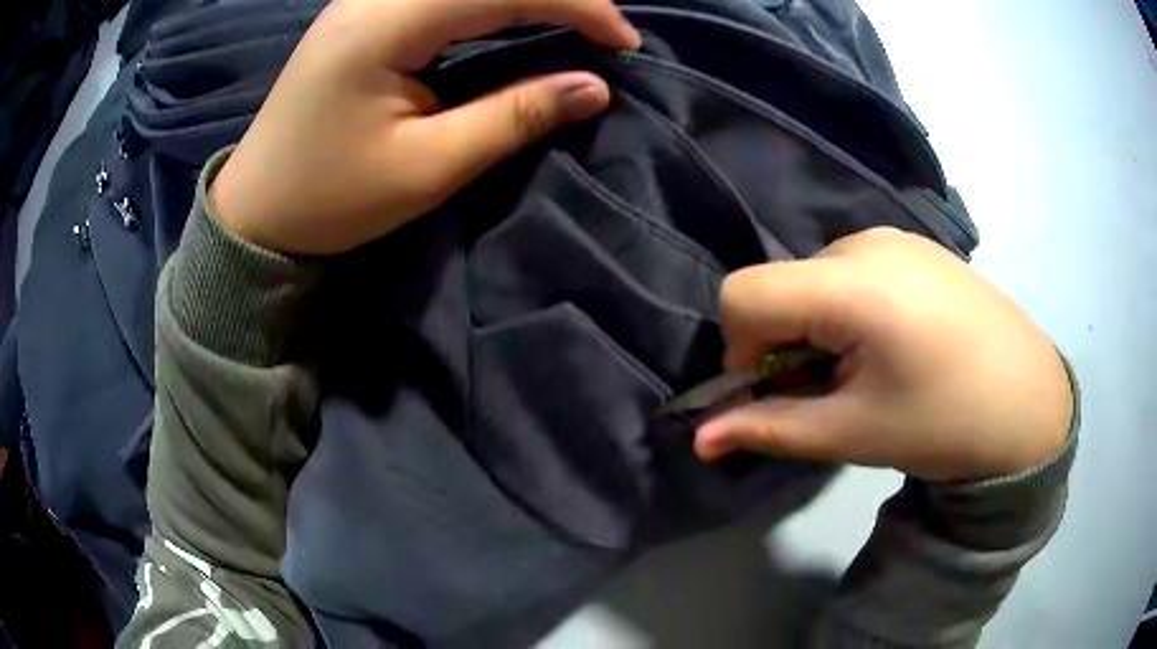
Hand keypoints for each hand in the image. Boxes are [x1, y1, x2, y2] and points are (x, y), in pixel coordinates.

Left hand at [210, 0, 639, 253]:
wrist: (255, 212)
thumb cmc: (330, 200)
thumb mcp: (427, 167)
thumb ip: (514, 116)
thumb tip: (593, 87)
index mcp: (385, 23)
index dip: (577, 4)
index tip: (623, 43)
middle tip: (602, 32)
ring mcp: (365, 0)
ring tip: (572, 24)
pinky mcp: (364, 13)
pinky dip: (492, 2)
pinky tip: (517, 18)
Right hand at [696, 228, 1072, 481]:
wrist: (1029, 398)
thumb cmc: (944, 421)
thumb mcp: (853, 434)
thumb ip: (770, 429)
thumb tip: (700, 439)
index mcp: (849, 284)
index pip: (743, 294)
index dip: (739, 350)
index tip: (775, 392)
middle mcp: (865, 242)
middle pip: (782, 285)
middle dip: (783, 342)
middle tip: (828, 390)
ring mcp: (895, 237)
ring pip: (816, 277)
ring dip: (817, 326)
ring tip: (867, 367)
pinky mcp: (916, 245)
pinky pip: (854, 269)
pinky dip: (848, 308)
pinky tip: (894, 342)